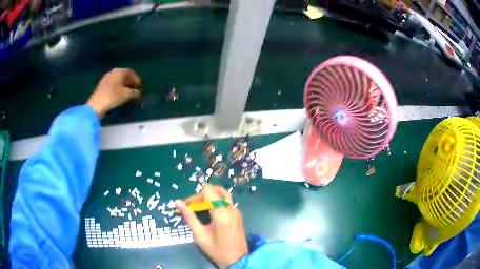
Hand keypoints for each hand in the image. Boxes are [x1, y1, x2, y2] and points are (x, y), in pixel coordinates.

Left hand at [86, 68, 141, 116]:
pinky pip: (113, 83)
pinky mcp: (102, 85)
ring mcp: (107, 77)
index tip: (140, 88)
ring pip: (118, 79)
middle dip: (130, 82)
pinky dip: (118, 87)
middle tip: (135, 90)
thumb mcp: (127, 95)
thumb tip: (139, 93)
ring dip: (124, 85)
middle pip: (125, 75)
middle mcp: (114, 72)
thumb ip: (135, 93)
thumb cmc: (113, 96)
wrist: (96, 104)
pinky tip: (118, 94)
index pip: (132, 73)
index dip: (137, 80)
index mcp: (120, 71)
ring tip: (127, 93)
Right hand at [175, 185, 247, 268]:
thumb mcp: (199, 234)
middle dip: (202, 196)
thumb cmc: (216, 249)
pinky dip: (216, 202)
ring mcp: (236, 211)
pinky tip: (209, 213)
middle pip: (215, 190)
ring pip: (222, 194)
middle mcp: (231, 208)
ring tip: (200, 209)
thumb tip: (177, 202)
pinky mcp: (238, 215)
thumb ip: (189, 217)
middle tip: (193, 207)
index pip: (208, 191)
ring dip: (210, 198)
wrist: (237, 260)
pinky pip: (226, 202)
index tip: (187, 206)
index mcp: (221, 212)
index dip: (195, 196)